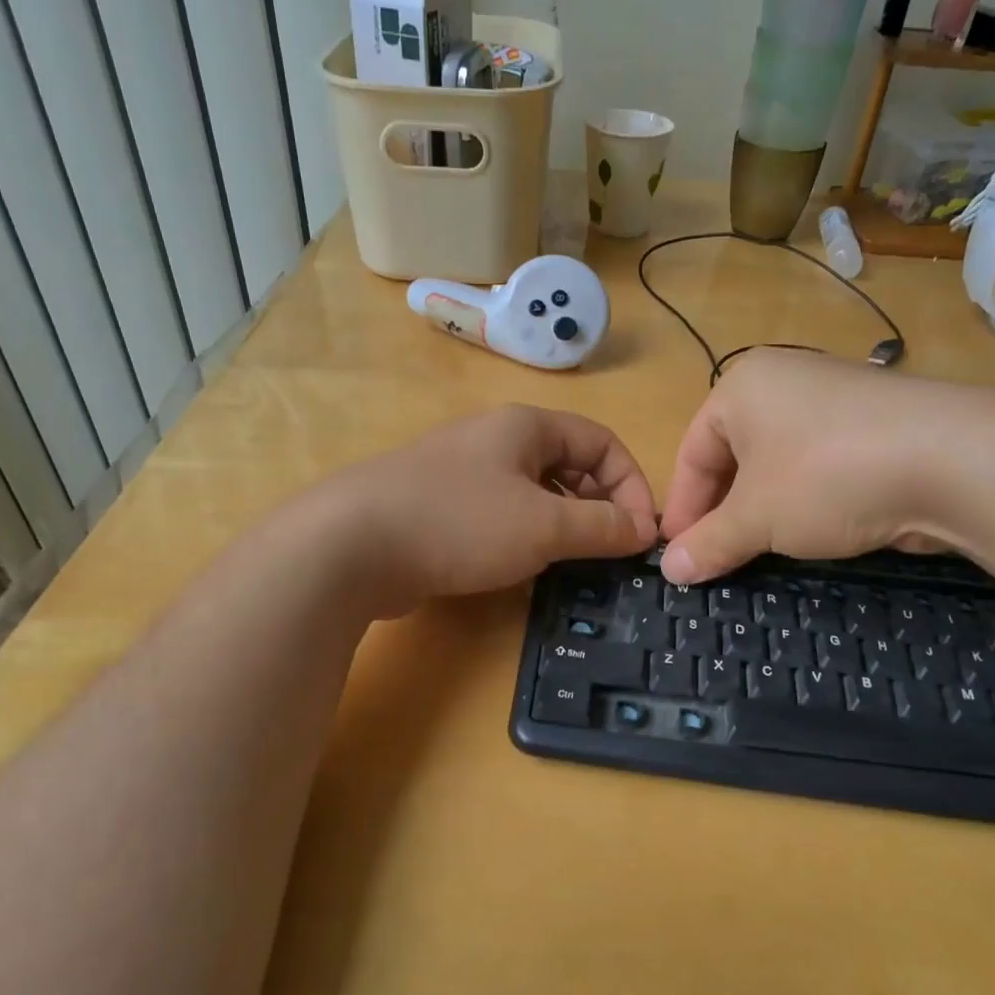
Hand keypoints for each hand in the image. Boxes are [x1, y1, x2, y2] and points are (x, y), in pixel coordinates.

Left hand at [311, 405, 656, 614]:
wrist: (351, 545)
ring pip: (533, 493)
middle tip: (609, 551)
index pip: (601, 442)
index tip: (640, 535)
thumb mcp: (544, 525)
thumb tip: (643, 530)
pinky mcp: (437, 507)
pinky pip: (499, 515)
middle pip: (568, 465)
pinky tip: (521, 568)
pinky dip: (523, 537)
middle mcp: (494, 440)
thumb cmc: (460, 522)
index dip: (631, 484)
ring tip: (571, 561)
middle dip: (598, 506)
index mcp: (525, 427)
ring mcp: (461, 473)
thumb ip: (600, 526)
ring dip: (562, 524)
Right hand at [658, 349, 994, 583]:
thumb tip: (670, 572)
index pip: (692, 453)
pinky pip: (818, 466)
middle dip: (722, 512)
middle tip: (716, 558)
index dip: (683, 509)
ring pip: (777, 465)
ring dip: (762, 511)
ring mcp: (834, 401)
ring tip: (759, 551)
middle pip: (733, 457)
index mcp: (742, 387)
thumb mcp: (756, 518)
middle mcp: (785, 383)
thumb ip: (708, 543)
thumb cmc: (826, 476)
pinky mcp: (874, 427)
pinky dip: (805, 502)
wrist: (953, 461)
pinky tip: (810, 533)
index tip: (679, 556)